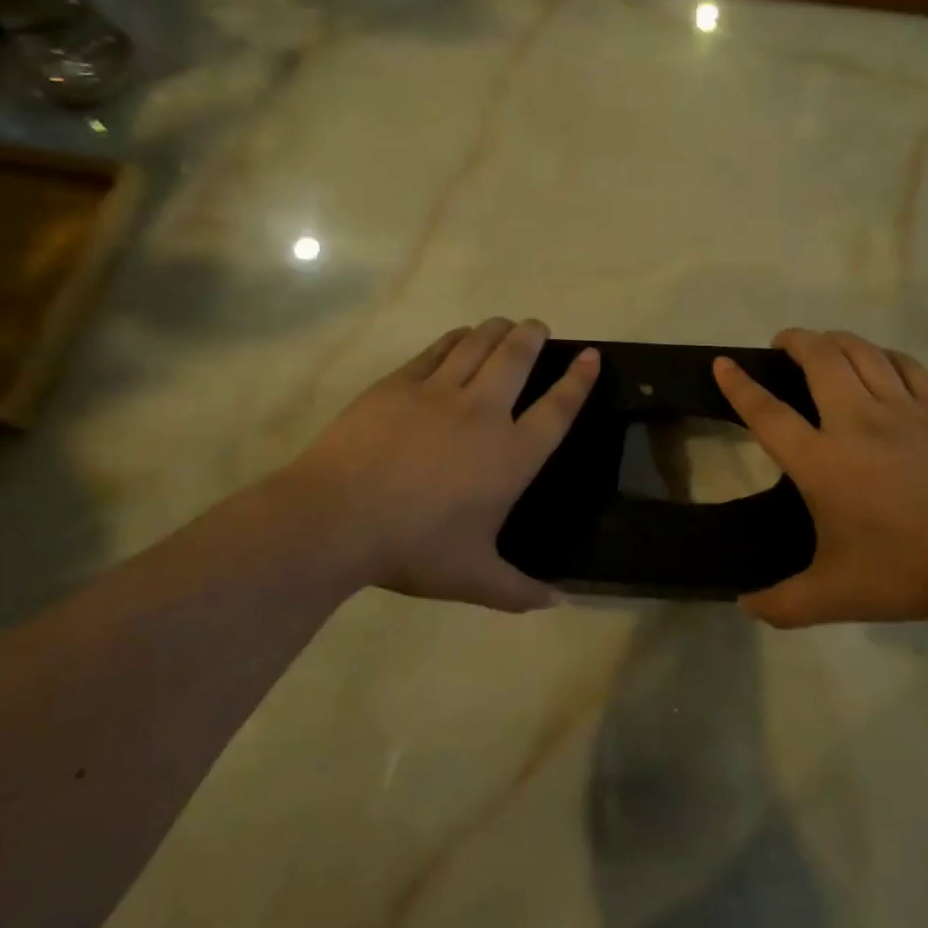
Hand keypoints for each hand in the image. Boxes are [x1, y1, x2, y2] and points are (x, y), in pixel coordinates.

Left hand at [283, 318, 598, 610]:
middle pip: (518, 358)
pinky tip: (459, 337)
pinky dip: (455, 339)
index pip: (557, 408)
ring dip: (497, 330)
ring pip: (478, 344)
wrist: (337, 518)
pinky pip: (437, 350)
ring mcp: (438, 393)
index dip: (578, 380)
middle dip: (534, 336)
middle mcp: (483, 413)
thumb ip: (520, 591)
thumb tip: (559, 602)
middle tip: (539, 327)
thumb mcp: (474, 579)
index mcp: (511, 455)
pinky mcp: (399, 385)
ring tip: (505, 325)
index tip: (590, 356)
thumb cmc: (414, 548)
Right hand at [714, 329, 927, 627]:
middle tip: (782, 345)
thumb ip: (782, 604)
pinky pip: (907, 366)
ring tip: (822, 346)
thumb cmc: (906, 572)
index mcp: (822, 462)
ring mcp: (903, 410)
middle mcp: (856, 422)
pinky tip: (880, 362)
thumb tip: (745, 605)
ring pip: (863, 352)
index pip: (768, 413)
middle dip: (795, 340)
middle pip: (820, 358)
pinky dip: (886, 355)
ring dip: (836, 340)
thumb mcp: (833, 597)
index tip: (723, 363)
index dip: (740, 386)